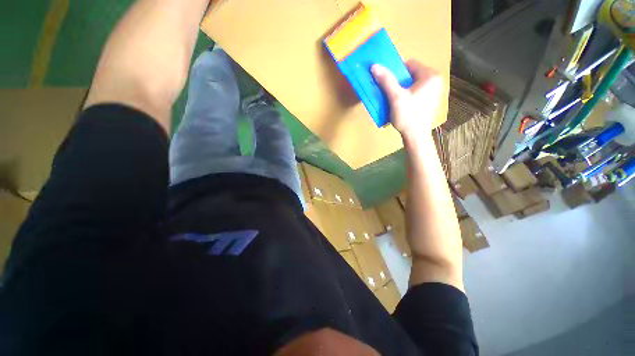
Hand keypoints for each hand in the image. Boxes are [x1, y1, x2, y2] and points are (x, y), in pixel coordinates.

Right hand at [371, 60, 441, 136]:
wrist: (416, 136)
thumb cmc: (408, 115)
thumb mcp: (396, 97)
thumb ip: (386, 81)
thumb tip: (374, 66)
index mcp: (430, 76)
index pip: (410, 64)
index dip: (395, 71)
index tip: (386, 81)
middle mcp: (435, 81)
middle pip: (411, 75)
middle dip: (398, 82)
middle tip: (388, 91)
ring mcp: (433, 92)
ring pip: (412, 84)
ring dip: (401, 89)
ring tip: (392, 99)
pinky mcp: (429, 102)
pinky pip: (415, 93)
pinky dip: (406, 96)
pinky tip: (400, 105)